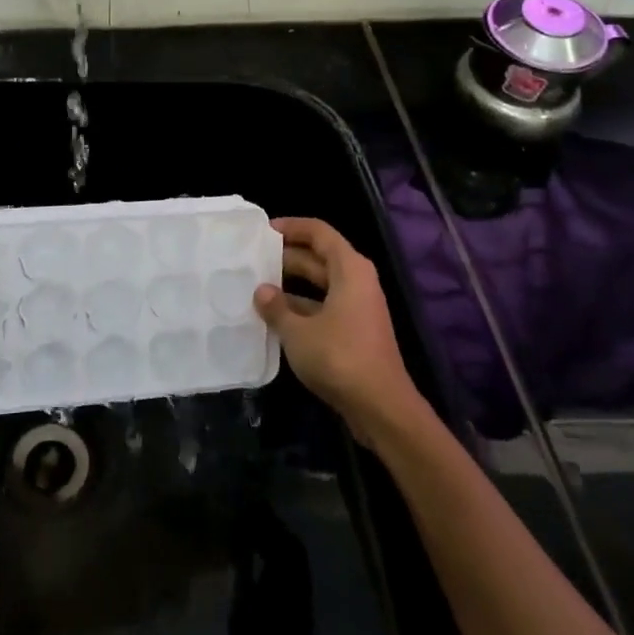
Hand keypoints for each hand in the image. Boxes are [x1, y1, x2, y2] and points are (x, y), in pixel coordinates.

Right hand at [254, 218, 422, 440]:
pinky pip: (324, 307)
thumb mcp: (298, 331)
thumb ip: (277, 308)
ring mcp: (358, 308)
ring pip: (320, 284)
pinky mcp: (354, 331)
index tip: (263, 231)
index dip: (292, 227)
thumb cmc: (339, 357)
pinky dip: (301, 308)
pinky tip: (274, 318)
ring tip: (256, 286)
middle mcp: (357, 282)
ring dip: (291, 285)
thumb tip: (262, 291)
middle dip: (287, 257)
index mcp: (350, 269)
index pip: (319, 232)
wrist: (381, 407)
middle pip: (319, 257)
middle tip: (253, 260)